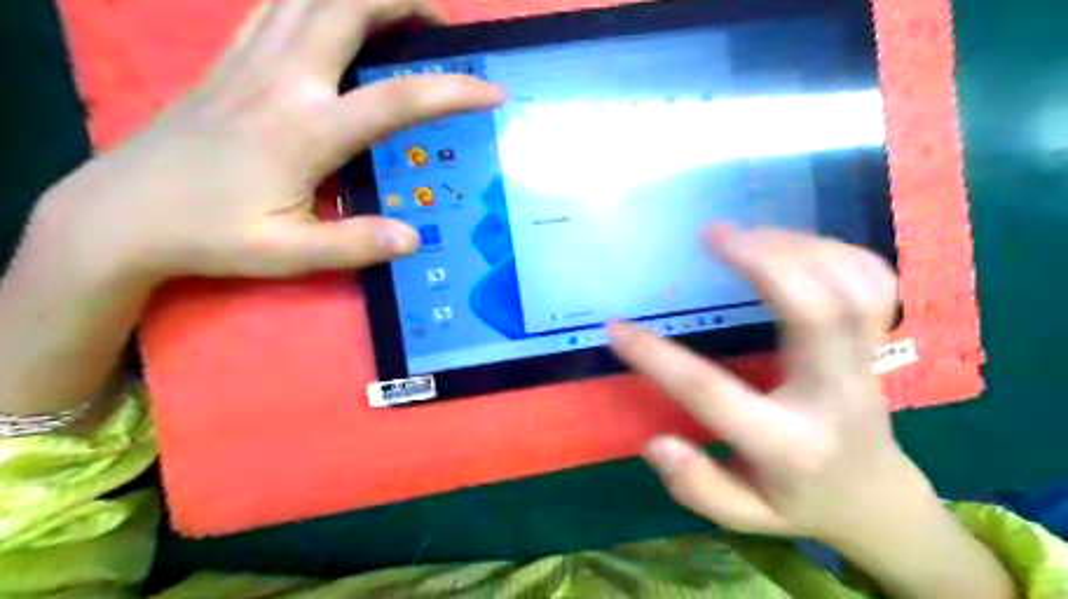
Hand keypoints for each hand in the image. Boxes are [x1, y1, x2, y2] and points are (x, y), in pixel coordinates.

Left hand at [38, 0, 506, 283]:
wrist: (122, 213)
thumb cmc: (211, 235)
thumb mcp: (288, 253)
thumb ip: (355, 244)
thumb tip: (414, 237)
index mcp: (306, 130)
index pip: (398, 99)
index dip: (453, 91)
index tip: (491, 90)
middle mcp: (283, 79)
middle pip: (350, 6)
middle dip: (405, 1)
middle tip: (441, 28)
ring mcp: (251, 60)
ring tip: (399, 15)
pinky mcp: (230, 59)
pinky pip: (278, 4)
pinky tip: (335, 17)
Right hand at [609, 227, 928, 544]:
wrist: (874, 497)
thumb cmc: (798, 502)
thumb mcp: (744, 515)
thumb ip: (698, 486)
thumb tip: (656, 443)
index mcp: (790, 444)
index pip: (713, 394)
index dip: (657, 359)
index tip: (616, 329)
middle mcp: (834, 396)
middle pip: (818, 314)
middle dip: (764, 263)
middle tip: (712, 234)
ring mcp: (866, 365)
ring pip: (852, 289)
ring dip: (798, 248)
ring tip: (745, 233)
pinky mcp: (879, 344)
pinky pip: (874, 284)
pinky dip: (835, 251)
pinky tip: (793, 243)